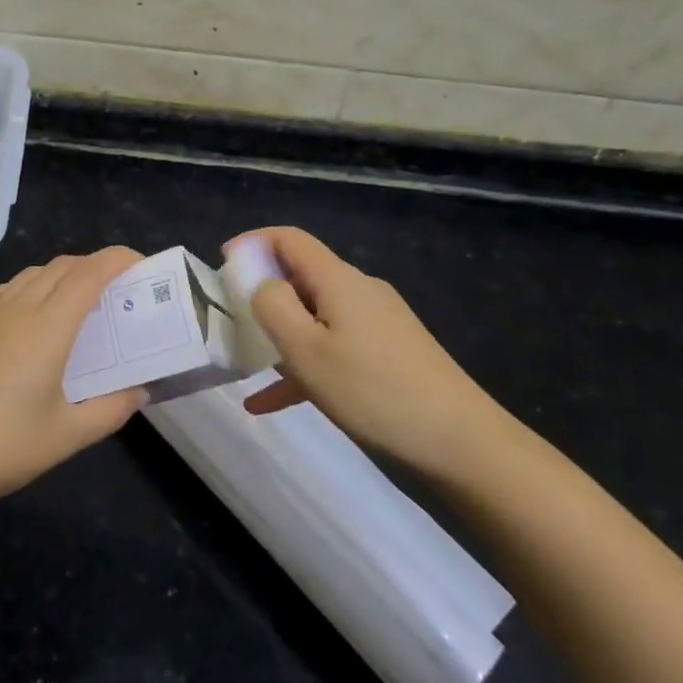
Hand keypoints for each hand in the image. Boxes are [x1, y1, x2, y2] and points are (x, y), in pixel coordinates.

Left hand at [0, 247, 147, 516]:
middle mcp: (18, 308)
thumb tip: (139, 391)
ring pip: (32, 274)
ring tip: (78, 305)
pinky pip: (5, 290)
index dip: (118, 260)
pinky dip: (29, 288)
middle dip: (95, 267)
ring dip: (61, 276)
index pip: (90, 273)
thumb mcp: (65, 437)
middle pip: (62, 266)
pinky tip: (28, 317)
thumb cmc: (0, 448)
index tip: (142, 265)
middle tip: (117, 293)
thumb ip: (109, 410)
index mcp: (48, 327)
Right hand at [231, 227, 508, 479]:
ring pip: (316, 317)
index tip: (222, 265)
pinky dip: (304, 366)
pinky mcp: (389, 354)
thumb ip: (272, 306)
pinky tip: (272, 404)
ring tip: (246, 365)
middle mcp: (359, 291)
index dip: (253, 243)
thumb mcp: (306, 350)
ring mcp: (377, 323)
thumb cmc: (373, 390)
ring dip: (280, 335)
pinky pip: (335, 348)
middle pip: (302, 276)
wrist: (461, 443)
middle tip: (230, 320)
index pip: (290, 239)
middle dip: (262, 293)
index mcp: (338, 280)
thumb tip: (259, 282)